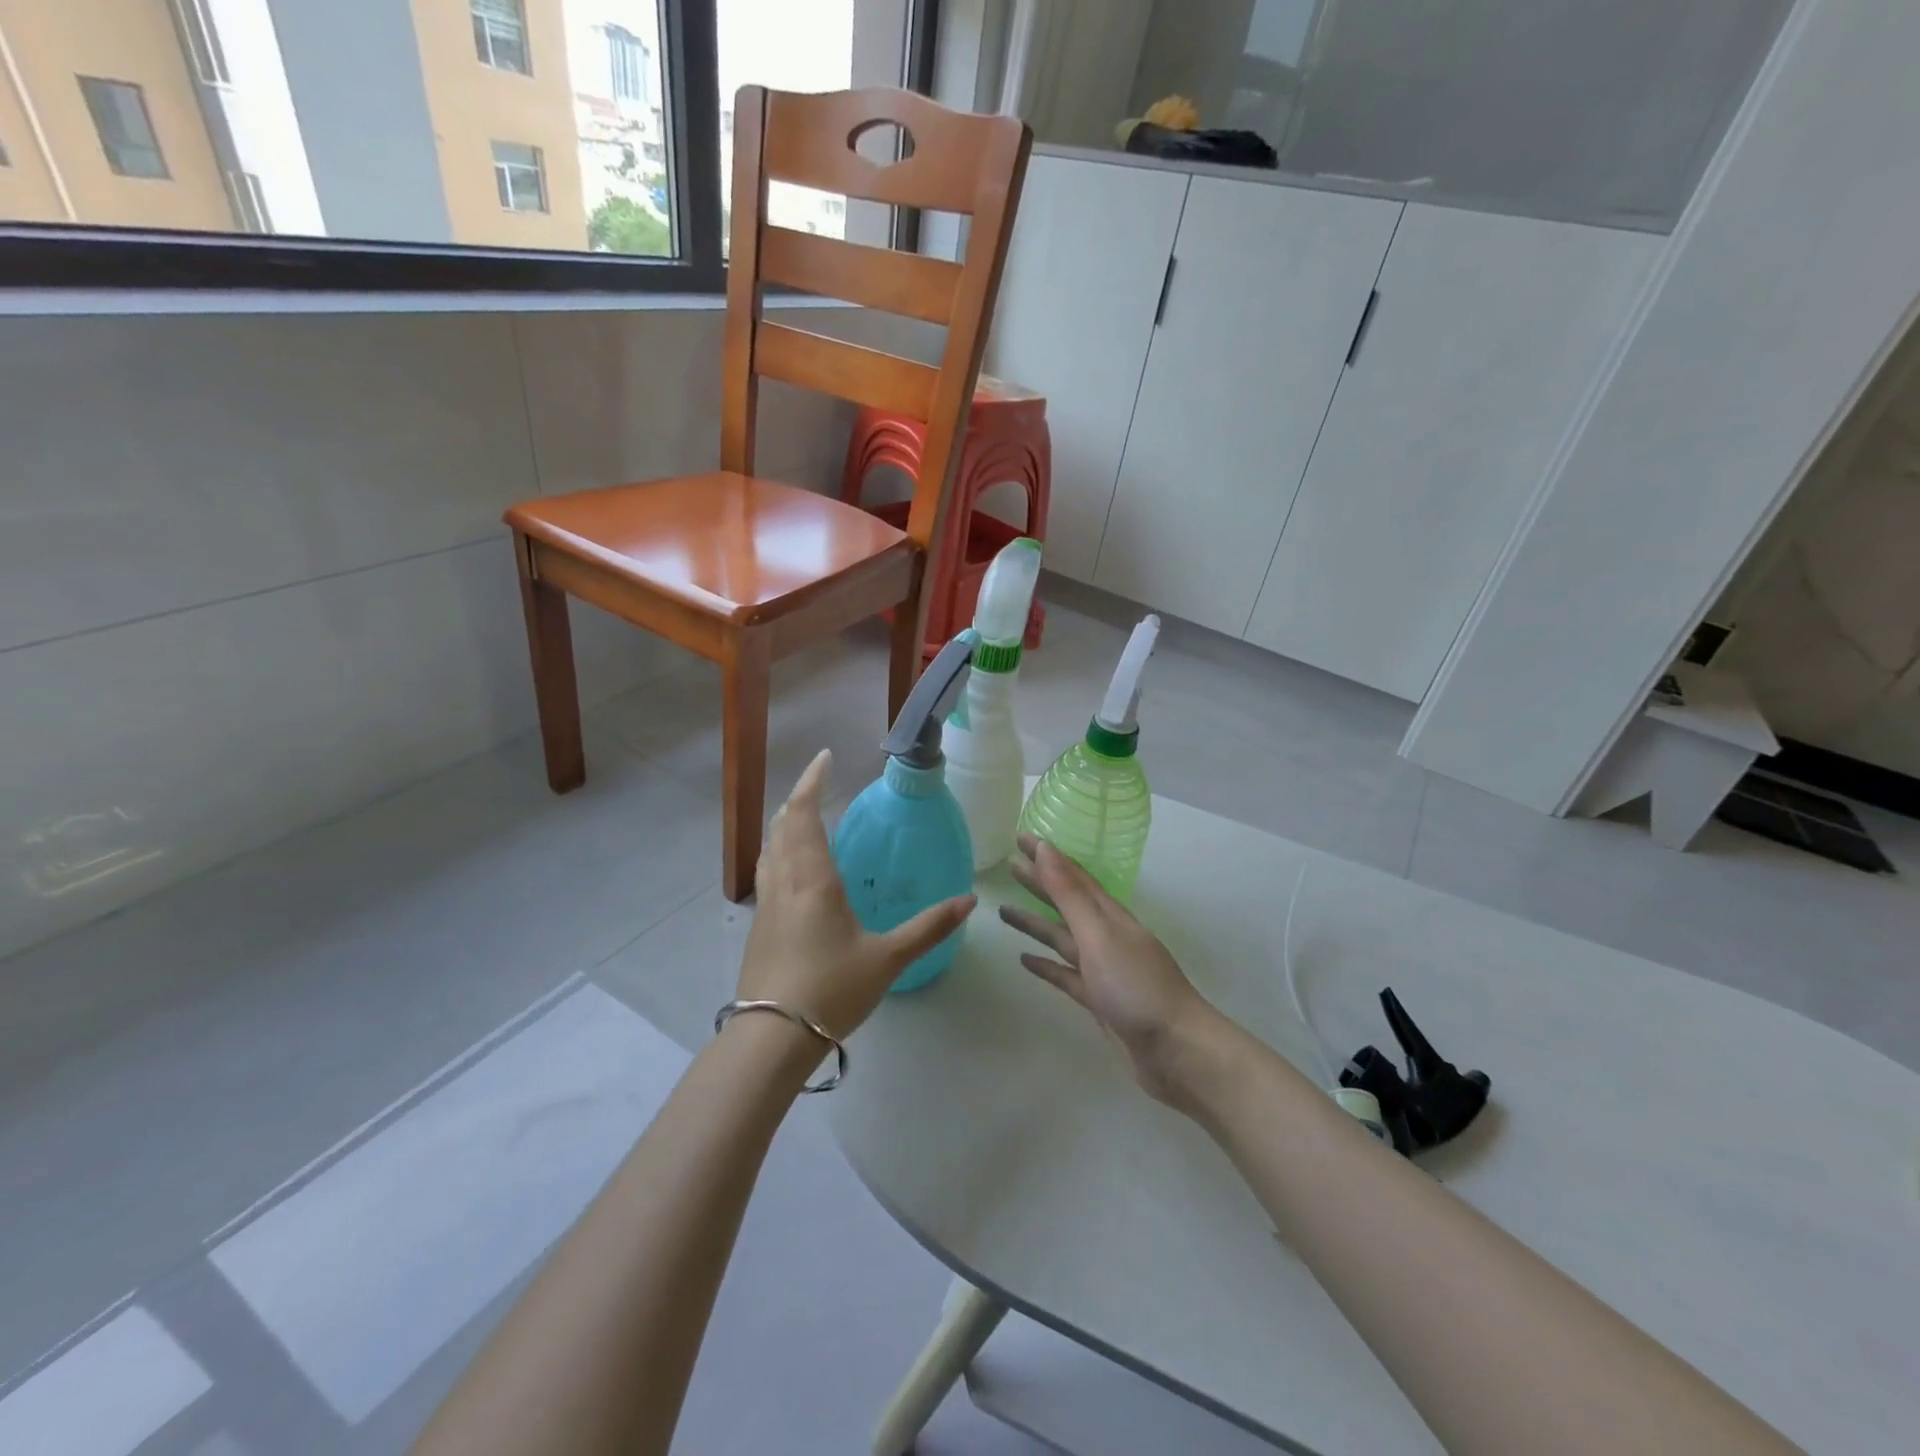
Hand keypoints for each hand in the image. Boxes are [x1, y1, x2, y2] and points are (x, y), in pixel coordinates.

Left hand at [739, 749, 975, 1040]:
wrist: (772, 1037)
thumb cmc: (832, 990)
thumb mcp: (888, 958)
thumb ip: (929, 928)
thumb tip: (969, 901)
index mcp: (814, 879)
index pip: (805, 814)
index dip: (812, 781)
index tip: (824, 757)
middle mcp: (785, 881)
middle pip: (782, 825)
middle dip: (799, 798)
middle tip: (818, 783)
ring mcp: (766, 903)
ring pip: (770, 847)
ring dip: (784, 823)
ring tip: (803, 816)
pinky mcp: (759, 925)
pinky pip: (767, 871)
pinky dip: (778, 850)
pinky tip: (791, 869)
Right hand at [1000, 835, 1224, 1107]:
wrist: (1177, 1050)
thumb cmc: (1137, 987)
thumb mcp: (1099, 935)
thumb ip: (1069, 895)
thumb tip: (1046, 850)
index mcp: (1109, 916)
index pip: (1073, 876)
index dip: (1048, 856)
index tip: (1021, 837)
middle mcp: (1106, 936)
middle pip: (1066, 903)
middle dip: (1040, 883)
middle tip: (1009, 865)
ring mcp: (1103, 969)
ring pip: (1062, 938)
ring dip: (1035, 924)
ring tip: (1003, 911)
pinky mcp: (1098, 1000)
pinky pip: (1065, 975)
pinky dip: (1046, 965)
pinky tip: (1024, 960)